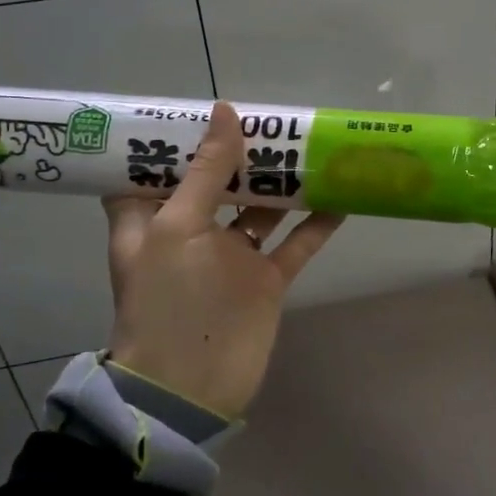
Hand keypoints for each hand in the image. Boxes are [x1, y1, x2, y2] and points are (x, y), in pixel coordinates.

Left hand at [103, 101, 342, 418]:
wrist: (191, 388)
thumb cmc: (168, 301)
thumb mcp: (177, 228)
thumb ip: (206, 172)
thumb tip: (224, 111)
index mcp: (152, 218)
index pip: (154, 168)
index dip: (174, 138)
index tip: (200, 108)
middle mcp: (191, 231)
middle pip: (217, 182)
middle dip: (241, 152)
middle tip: (273, 118)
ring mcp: (232, 256)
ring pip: (260, 208)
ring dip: (283, 182)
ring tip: (313, 146)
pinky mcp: (265, 279)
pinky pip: (295, 243)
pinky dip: (317, 221)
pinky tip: (343, 196)